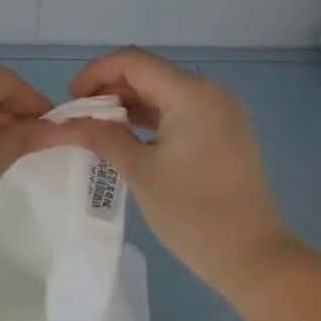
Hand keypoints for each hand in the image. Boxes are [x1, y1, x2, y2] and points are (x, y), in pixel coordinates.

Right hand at [42, 49, 296, 297]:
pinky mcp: (224, 132)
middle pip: (149, 72)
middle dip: (109, 88)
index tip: (70, 100)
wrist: (254, 258)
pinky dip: (150, 117)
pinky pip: (179, 110)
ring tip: (97, 129)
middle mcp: (209, 92)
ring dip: (128, 103)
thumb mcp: (140, 172)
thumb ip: (102, 137)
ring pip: (163, 91)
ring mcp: (221, 112)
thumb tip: (66, 122)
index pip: (133, 62)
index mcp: (191, 94)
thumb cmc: (193, 214)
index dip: (95, 73)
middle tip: (79, 117)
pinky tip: (128, 138)